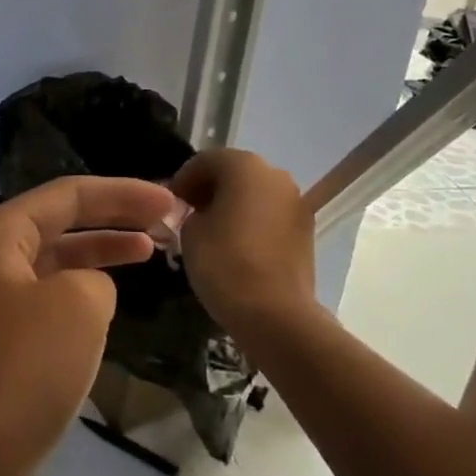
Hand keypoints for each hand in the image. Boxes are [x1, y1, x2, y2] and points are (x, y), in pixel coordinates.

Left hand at [0, 176, 177, 475]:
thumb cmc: (19, 371)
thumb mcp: (77, 307)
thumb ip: (96, 279)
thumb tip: (88, 292)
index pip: (67, 195)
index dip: (122, 193)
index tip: (169, 199)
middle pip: (59, 223)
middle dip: (112, 218)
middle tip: (166, 221)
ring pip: (55, 263)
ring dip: (99, 254)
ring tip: (149, 251)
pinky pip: (47, 301)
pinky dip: (82, 294)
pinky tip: (110, 306)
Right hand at [172, 148, 317, 342]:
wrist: (276, 315)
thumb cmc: (225, 263)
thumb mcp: (190, 231)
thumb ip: (191, 212)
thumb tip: (200, 213)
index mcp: (244, 166)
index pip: (205, 161)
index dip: (183, 179)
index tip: (170, 202)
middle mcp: (275, 175)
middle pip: (234, 173)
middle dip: (210, 189)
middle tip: (189, 213)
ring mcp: (295, 202)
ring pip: (255, 194)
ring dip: (234, 205)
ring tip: (212, 231)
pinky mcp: (306, 230)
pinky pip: (270, 215)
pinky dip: (253, 221)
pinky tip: (236, 245)